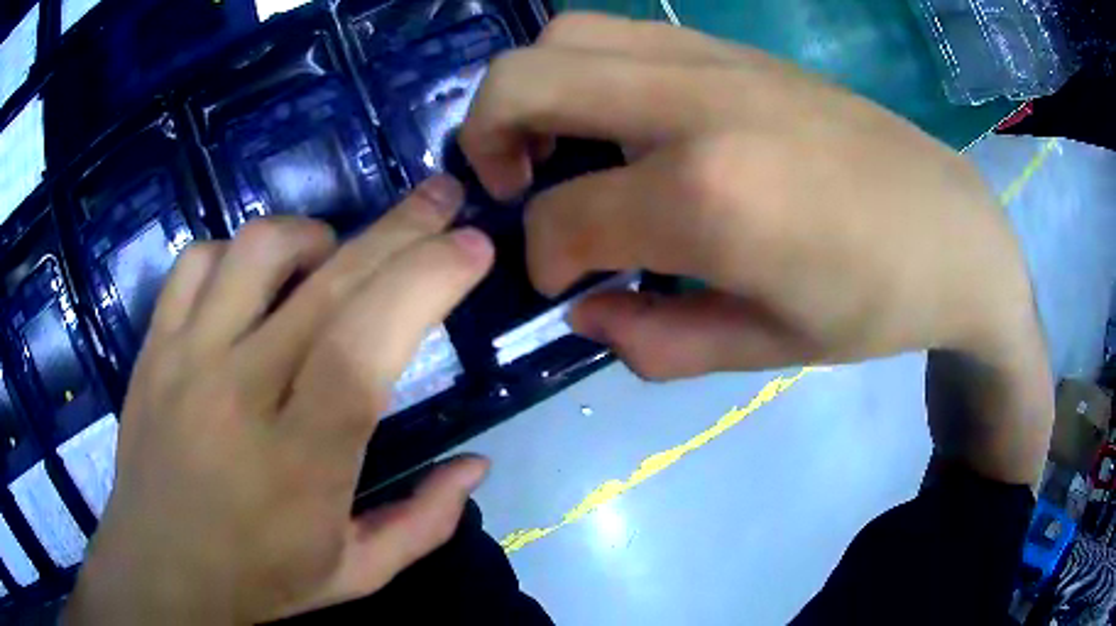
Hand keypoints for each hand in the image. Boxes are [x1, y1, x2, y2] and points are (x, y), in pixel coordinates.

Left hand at [65, 177, 494, 624]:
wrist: (157, 573)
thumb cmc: (257, 581)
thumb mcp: (355, 575)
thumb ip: (425, 522)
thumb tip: (476, 465)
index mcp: (298, 464)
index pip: (363, 348)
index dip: (425, 282)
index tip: (472, 246)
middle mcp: (236, 395)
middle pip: (327, 283)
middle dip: (401, 228)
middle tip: (443, 197)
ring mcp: (184, 361)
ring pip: (255, 250)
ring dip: (315, 235)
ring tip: (334, 257)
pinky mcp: (153, 349)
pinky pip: (196, 263)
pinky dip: (237, 252)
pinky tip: (252, 282)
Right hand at [460, 14, 1050, 481]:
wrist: (953, 230)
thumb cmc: (874, 303)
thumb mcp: (766, 348)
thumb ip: (655, 340)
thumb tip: (583, 310)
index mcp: (710, 196)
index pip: (564, 215)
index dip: (544, 257)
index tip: (564, 281)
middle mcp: (696, 103)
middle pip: (524, 78)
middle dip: (486, 136)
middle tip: (513, 185)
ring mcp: (716, 59)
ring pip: (565, 35)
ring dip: (532, 91)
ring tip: (555, 148)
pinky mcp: (734, 48)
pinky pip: (620, 35)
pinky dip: (584, 72)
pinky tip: (618, 124)